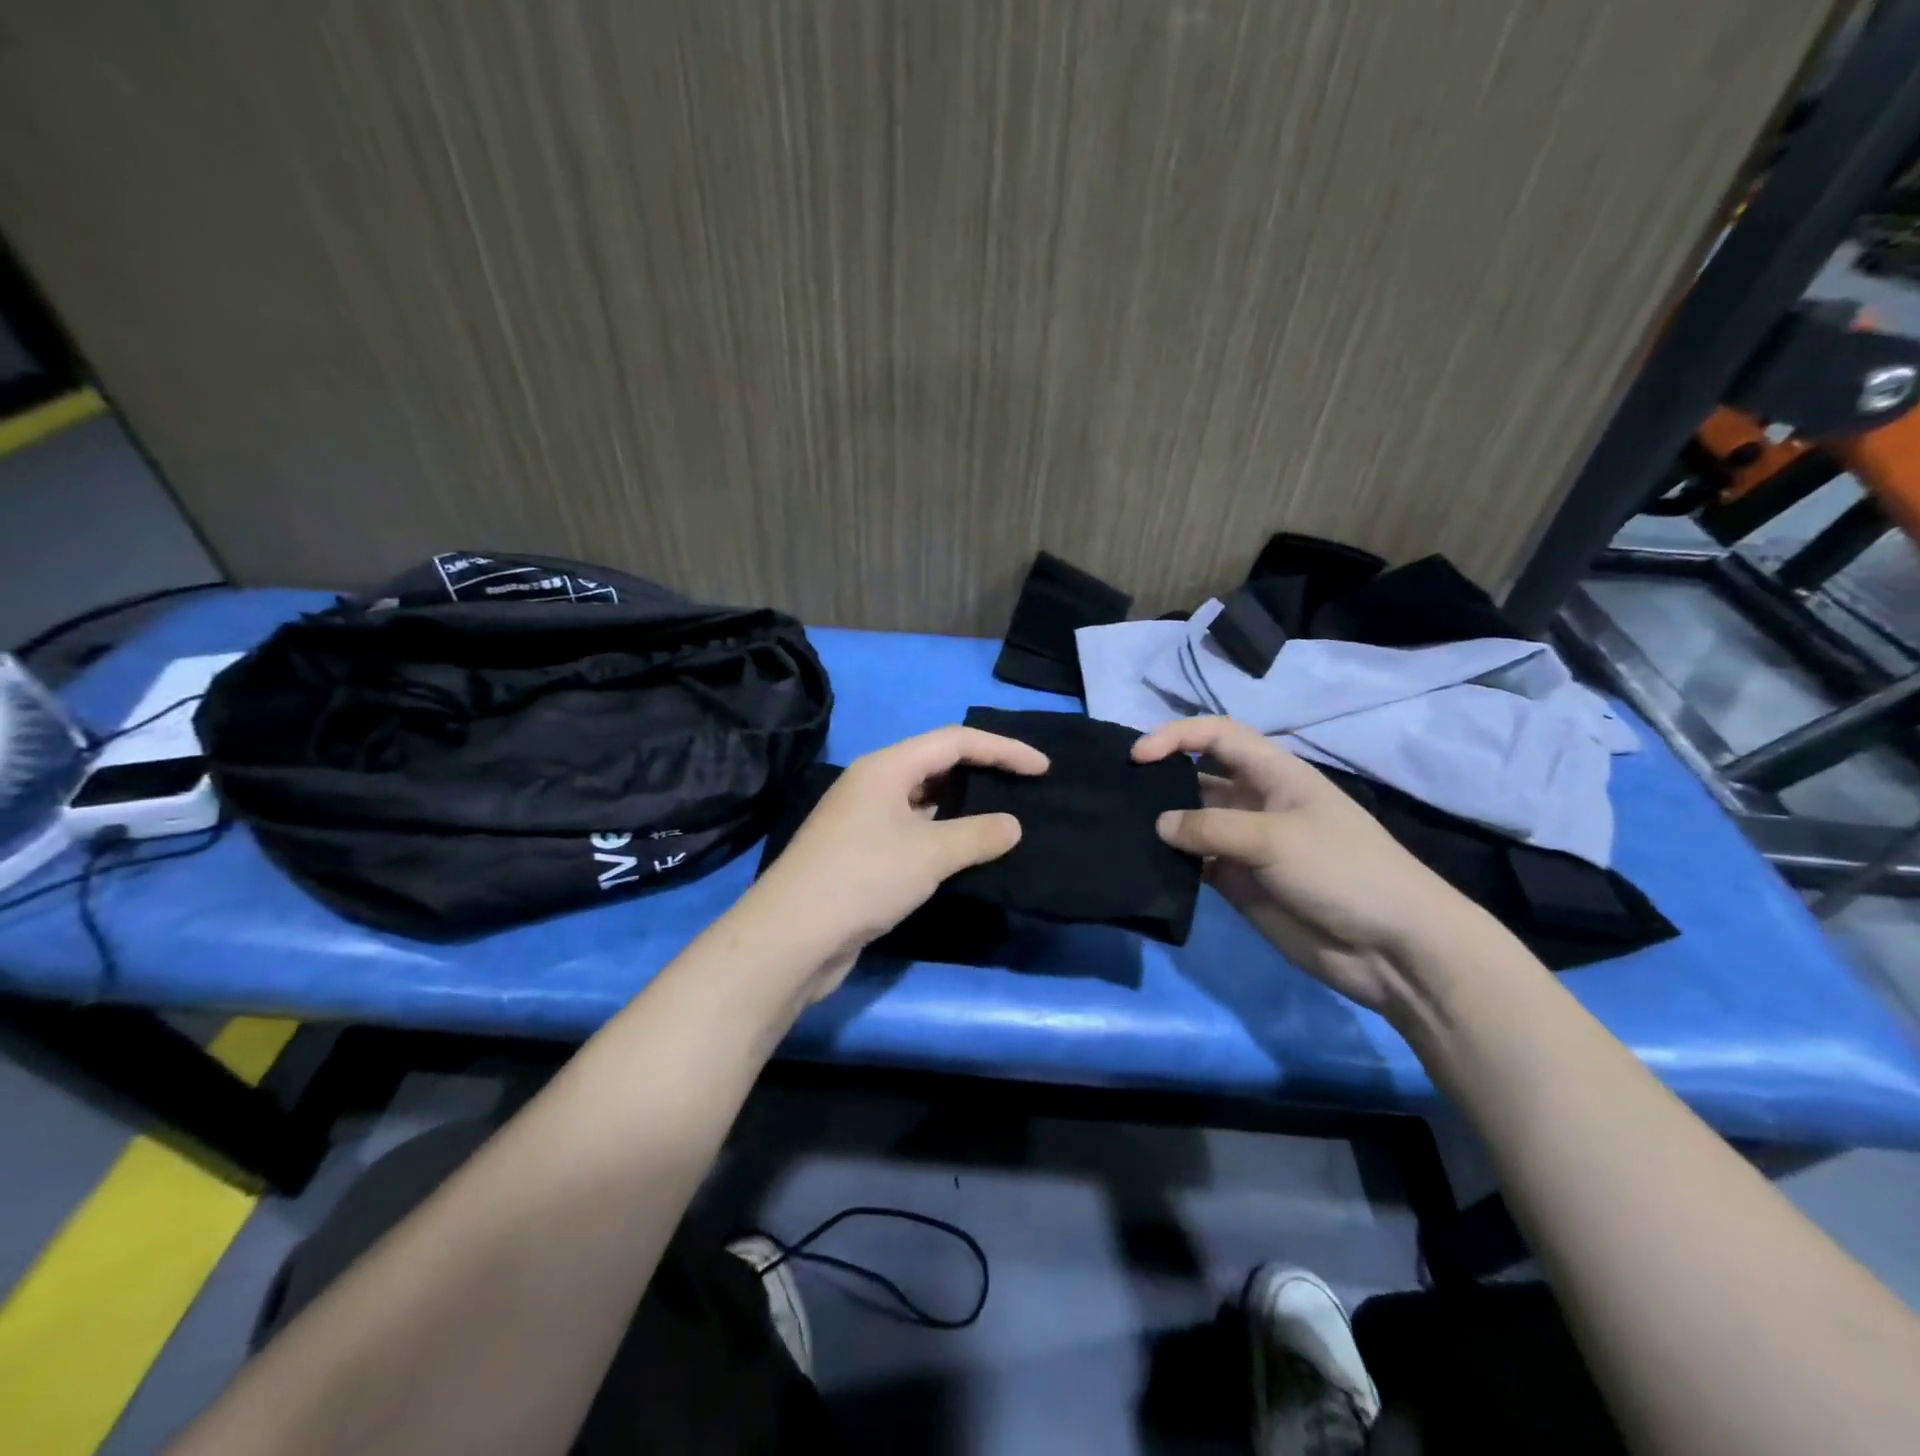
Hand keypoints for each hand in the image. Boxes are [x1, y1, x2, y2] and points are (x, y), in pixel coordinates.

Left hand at [743, 726, 1048, 999]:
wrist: (792, 937)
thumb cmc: (863, 879)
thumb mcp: (929, 853)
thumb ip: (978, 834)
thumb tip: (1013, 826)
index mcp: (886, 767)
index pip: (955, 741)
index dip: (1003, 749)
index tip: (1042, 768)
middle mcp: (873, 785)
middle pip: (937, 764)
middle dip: (983, 772)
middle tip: (1024, 789)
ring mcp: (864, 820)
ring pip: (925, 801)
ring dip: (963, 807)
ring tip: (1004, 819)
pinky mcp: (862, 854)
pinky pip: (914, 831)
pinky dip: (944, 836)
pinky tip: (966, 853)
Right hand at [1132, 716, 1478, 1014]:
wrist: (1392, 949)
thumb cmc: (1343, 872)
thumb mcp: (1276, 838)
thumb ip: (1211, 827)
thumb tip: (1158, 824)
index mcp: (1274, 774)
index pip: (1217, 736)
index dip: (1176, 736)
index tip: (1138, 757)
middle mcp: (1255, 802)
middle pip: (1198, 776)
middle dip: (1160, 777)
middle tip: (1115, 790)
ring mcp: (1245, 844)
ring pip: (1191, 822)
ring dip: (1161, 823)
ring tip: (1117, 827)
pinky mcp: (1238, 883)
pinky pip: (1195, 863)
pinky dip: (1170, 862)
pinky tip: (1142, 864)